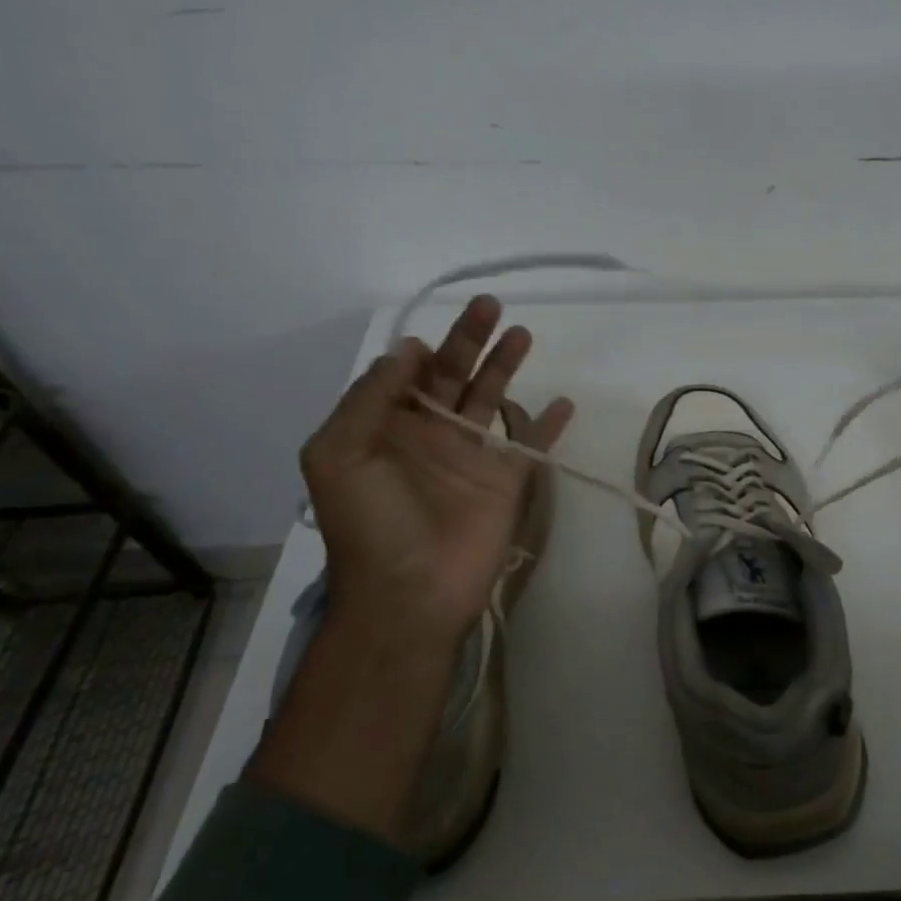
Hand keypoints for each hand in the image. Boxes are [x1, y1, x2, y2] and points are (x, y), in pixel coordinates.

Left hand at [300, 295, 572, 638]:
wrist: (411, 594)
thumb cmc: (370, 523)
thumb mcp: (338, 454)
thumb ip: (369, 398)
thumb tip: (407, 351)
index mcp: (386, 429)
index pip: (405, 377)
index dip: (417, 353)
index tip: (428, 341)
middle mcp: (429, 435)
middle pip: (452, 376)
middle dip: (469, 340)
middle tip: (490, 306)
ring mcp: (470, 457)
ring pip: (490, 399)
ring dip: (505, 366)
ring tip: (522, 332)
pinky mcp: (505, 482)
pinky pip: (529, 445)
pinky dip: (547, 424)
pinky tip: (562, 402)